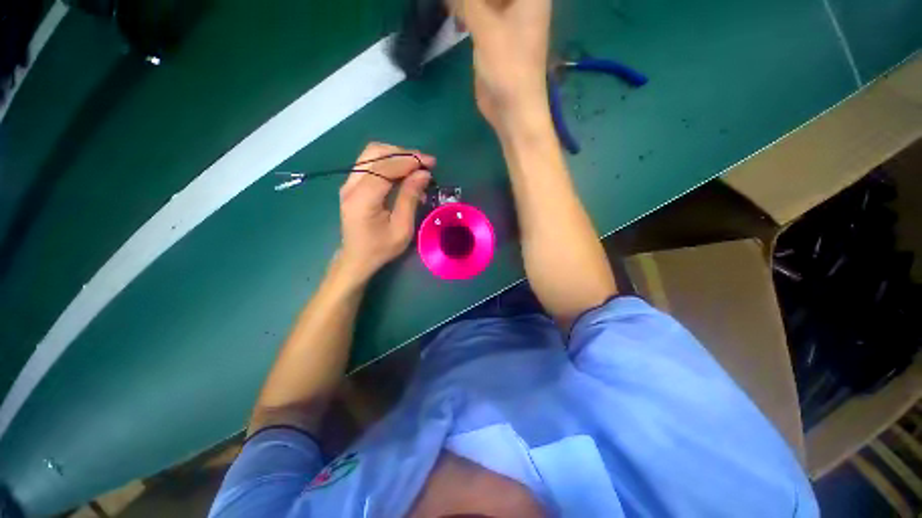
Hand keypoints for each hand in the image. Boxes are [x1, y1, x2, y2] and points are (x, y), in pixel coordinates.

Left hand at [336, 142, 433, 283]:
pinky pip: (370, 163)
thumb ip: (410, 198)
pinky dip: (389, 163)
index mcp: (362, 199)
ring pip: (371, 154)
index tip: (430, 163)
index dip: (409, 161)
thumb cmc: (381, 248)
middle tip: (425, 163)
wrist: (357, 258)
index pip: (384, 168)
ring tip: (416, 165)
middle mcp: (350, 185)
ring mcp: (348, 183)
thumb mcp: (402, 228)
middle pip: (375, 153)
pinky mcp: (352, 185)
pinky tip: (404, 172)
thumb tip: (423, 174)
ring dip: (396, 155)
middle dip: (403, 154)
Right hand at [450, 0, 551, 128]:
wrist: (512, 110)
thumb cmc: (508, 68)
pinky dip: (464, 9)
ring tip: (450, 5)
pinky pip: (478, 12)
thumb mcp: (487, 27)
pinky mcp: (494, 36)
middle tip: (455, 2)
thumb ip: (467, 0)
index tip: (471, 4)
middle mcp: (520, 2)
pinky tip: (451, 11)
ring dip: (467, 1)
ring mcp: (507, 19)